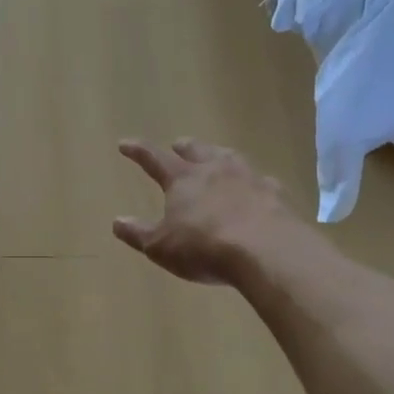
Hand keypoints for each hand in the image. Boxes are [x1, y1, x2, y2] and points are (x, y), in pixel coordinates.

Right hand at [114, 138, 295, 284]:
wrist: (267, 250)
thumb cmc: (204, 247)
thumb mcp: (161, 246)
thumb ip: (138, 233)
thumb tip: (117, 221)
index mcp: (183, 179)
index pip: (154, 158)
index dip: (138, 151)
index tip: (125, 143)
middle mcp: (215, 170)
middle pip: (196, 150)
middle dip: (185, 147)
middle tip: (179, 144)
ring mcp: (249, 178)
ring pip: (230, 158)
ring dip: (219, 155)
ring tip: (217, 156)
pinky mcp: (275, 193)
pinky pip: (261, 181)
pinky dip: (253, 182)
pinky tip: (257, 188)